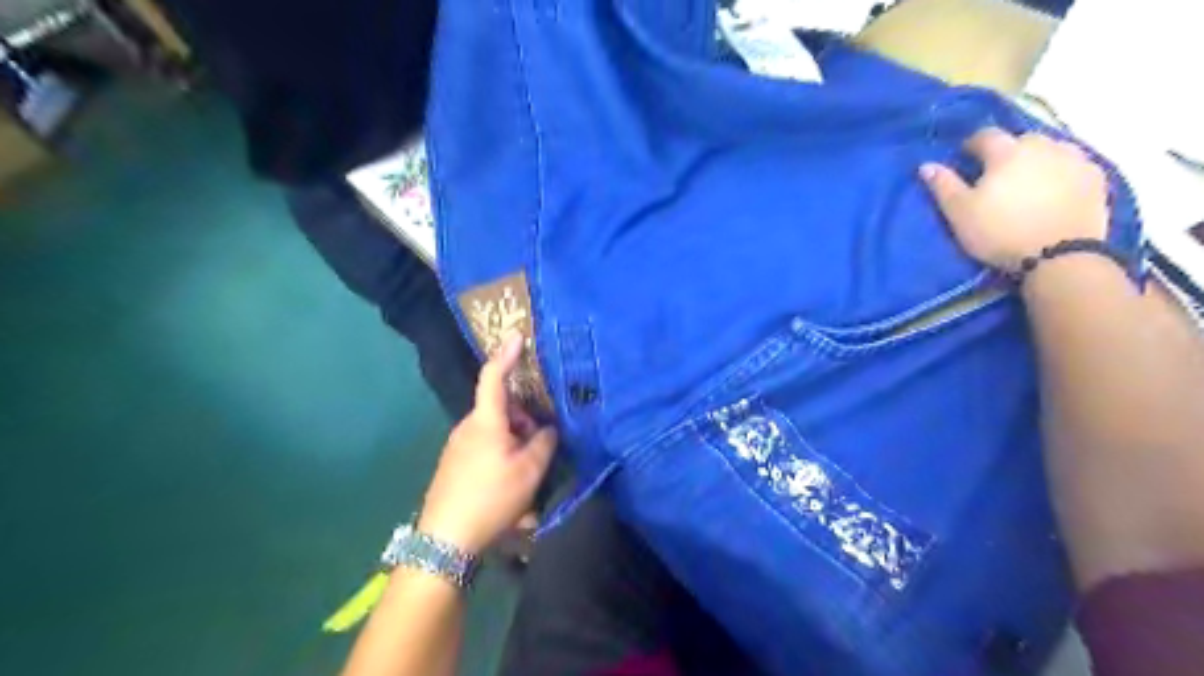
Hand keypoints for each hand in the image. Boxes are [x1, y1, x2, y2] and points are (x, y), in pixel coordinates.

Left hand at [420, 332, 559, 554]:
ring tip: (528, 482)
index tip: (518, 336)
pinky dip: (503, 463)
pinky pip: (486, 453)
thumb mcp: (530, 470)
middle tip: (541, 447)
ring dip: (516, 447)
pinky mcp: (454, 467)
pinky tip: (511, 497)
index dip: (507, 355)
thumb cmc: (491, 496)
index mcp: (485, 421)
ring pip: (496, 435)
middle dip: (524, 421)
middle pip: (502, 411)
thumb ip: (544, 443)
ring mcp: (457, 448)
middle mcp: (468, 428)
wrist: (444, 540)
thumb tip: (546, 431)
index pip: (494, 376)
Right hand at [924, 127, 1108, 266]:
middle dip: (1008, 151)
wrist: (1059, 255)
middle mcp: (1043, 146)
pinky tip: (1055, 188)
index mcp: (1007, 152)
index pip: (986, 135)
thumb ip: (944, 186)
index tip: (965, 158)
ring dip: (1038, 158)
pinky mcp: (1096, 178)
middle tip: (997, 173)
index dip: (973, 145)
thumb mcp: (960, 213)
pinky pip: (1074, 165)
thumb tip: (926, 165)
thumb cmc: (1000, 232)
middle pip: (1022, 139)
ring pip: (1051, 149)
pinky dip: (1061, 171)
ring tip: (1028, 180)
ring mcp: (1075, 159)